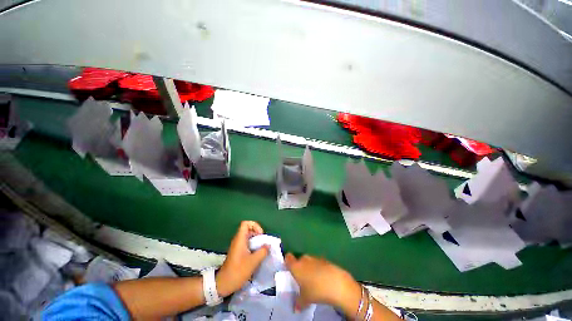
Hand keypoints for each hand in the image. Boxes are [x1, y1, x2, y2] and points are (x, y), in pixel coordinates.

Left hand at [216, 221, 268, 296]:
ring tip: (262, 248)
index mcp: (240, 239)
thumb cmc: (238, 271)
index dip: (254, 225)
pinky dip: (253, 246)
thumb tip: (268, 245)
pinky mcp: (237, 252)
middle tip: (263, 242)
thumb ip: (262, 251)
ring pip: (248, 237)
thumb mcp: (253, 262)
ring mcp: (237, 246)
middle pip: (248, 229)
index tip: (260, 234)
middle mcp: (238, 240)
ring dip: (256, 240)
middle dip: (257, 233)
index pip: (246, 223)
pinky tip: (257, 254)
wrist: (223, 284)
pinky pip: (246, 244)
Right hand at [285, 253, 361, 313]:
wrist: (336, 283)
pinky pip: (318, 263)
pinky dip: (318, 269)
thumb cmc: (316, 290)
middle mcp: (304, 259)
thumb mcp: (305, 299)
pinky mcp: (325, 260)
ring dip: (309, 268)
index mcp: (296, 266)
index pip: (288, 258)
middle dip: (300, 267)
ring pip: (309, 261)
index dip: (287, 262)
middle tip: (301, 279)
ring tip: (312, 280)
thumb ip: (298, 302)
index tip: (288, 269)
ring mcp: (315, 258)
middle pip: (299, 260)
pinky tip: (322, 279)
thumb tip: (296, 307)